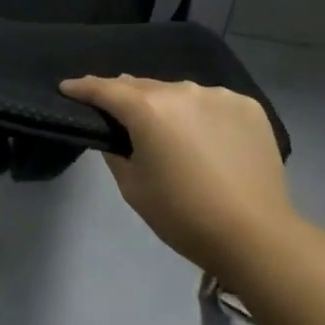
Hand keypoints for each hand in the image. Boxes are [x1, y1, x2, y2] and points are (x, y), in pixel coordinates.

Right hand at [60, 75, 299, 277]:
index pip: (105, 89)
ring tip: (172, 133)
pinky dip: (204, 116)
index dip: (82, 88)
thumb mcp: (134, 189)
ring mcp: (217, 95)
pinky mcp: (247, 106)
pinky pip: (213, 104)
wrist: (257, 237)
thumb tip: (117, 133)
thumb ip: (117, 152)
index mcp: (147, 108)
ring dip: (169, 107)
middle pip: (143, 87)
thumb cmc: (185, 217)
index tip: (67, 87)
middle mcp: (181, 90)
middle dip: (127, 98)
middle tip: (119, 115)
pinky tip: (209, 140)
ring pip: (180, 94)